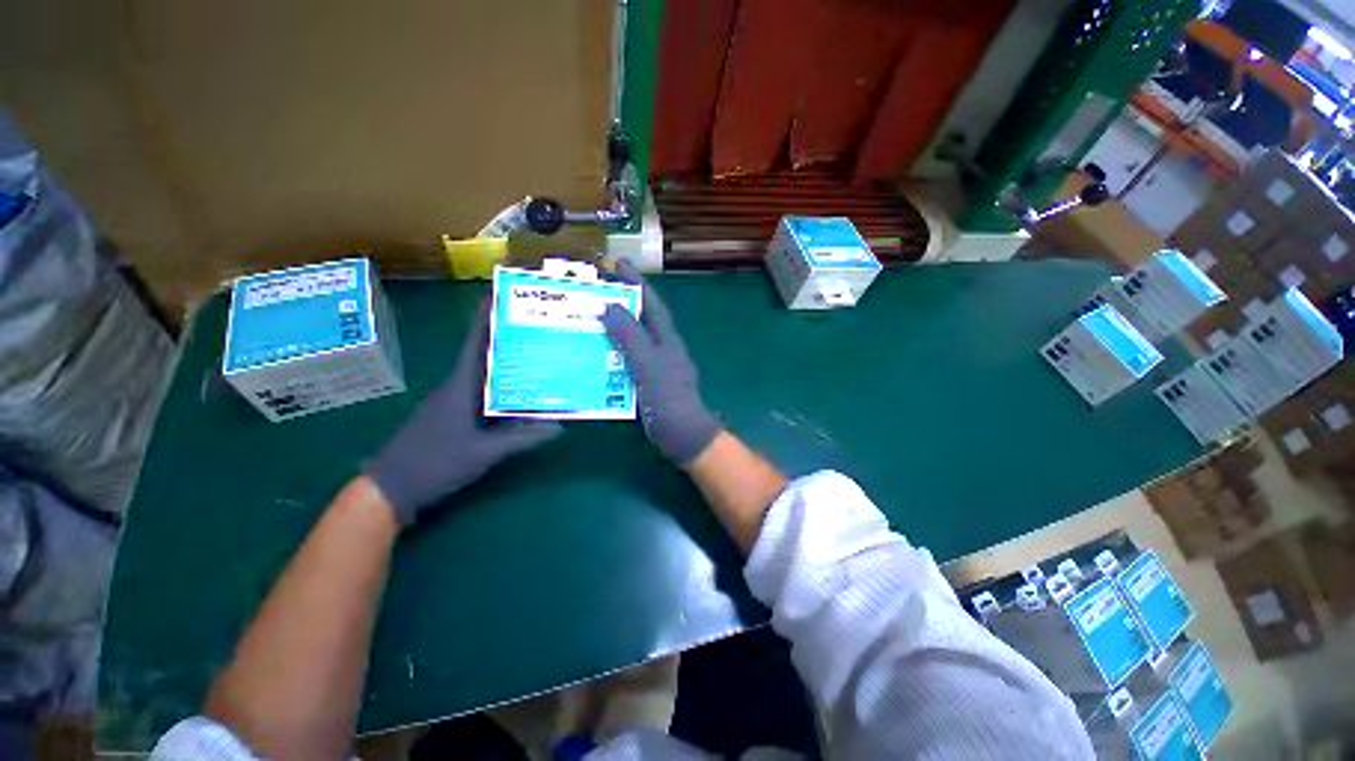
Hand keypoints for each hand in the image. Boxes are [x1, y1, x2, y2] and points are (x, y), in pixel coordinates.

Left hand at [368, 302, 560, 524]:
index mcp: (461, 387)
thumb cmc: (435, 464)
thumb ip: (522, 438)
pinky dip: (502, 386)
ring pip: (485, 373)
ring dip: (505, 361)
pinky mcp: (455, 415)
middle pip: (484, 353)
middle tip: (535, 324)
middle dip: (506, 335)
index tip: (500, 293)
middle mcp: (457, 387)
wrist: (391, 489)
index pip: (476, 343)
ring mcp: (454, 402)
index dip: (485, 317)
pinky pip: (484, 392)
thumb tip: (560, 426)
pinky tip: (521, 391)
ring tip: (535, 351)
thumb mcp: (483, 453)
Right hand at [601, 260, 720, 464]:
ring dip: (610, 330)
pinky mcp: (645, 382)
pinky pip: (624, 362)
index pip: (650, 303)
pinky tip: (590, 356)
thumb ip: (630, 336)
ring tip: (584, 320)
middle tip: (592, 292)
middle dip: (619, 304)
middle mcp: (661, 347)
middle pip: (639, 319)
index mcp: (666, 338)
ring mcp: (653, 366)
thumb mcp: (649, 363)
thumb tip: (610, 307)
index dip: (636, 282)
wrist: (681, 434)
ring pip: (630, 341)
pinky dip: (609, 356)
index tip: (617, 262)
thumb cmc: (669, 396)